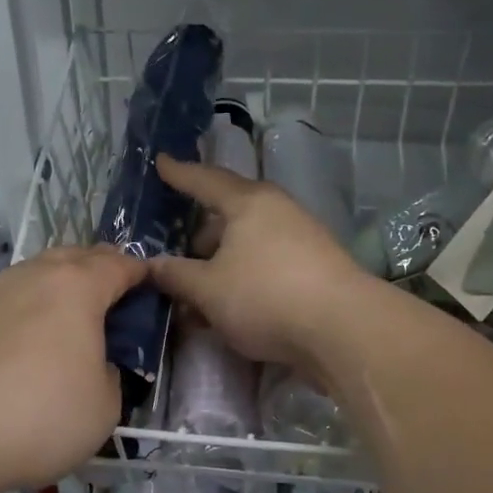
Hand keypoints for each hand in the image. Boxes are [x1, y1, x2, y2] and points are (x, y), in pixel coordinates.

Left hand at [0, 247, 147, 492]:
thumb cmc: (38, 417)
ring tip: (72, 323)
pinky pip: (12, 298)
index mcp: (77, 286)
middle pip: (77, 257)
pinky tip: (31, 342)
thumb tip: (93, 363)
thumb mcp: (105, 407)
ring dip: (62, 287)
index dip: (142, 274)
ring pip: (39, 273)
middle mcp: (34, 275)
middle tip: (115, 303)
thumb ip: (110, 373)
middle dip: (101, 271)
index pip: (120, 265)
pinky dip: (31, 308)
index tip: (153, 289)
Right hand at [147, 154, 377, 376]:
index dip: (179, 174)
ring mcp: (301, 240)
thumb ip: (175, 276)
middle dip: (201, 235)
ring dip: (221, 266)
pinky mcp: (315, 270)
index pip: (205, 180)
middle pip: (230, 216)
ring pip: (248, 246)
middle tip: (178, 253)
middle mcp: (277, 212)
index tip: (161, 162)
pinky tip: (229, 310)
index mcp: (249, 203)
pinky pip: (266, 266)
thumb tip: (150, 266)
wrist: (343, 329)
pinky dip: (243, 280)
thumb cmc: (265, 296)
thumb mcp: (208, 289)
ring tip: (198, 294)